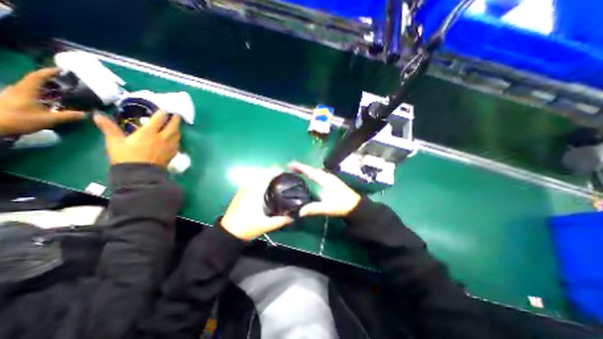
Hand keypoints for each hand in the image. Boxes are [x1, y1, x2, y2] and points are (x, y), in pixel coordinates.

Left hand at [0, 69, 83, 136]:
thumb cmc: (18, 120)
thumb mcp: (47, 119)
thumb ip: (68, 116)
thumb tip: (86, 114)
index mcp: (26, 90)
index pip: (38, 76)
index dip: (50, 72)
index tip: (63, 70)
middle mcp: (20, 90)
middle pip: (37, 82)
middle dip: (53, 82)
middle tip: (69, 84)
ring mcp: (16, 96)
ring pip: (35, 89)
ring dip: (50, 89)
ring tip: (66, 93)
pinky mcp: (16, 102)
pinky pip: (34, 95)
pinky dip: (46, 96)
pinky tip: (55, 102)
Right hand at [94, 110, 180, 165]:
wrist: (140, 174)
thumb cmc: (126, 157)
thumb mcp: (115, 142)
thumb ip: (109, 128)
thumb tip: (97, 115)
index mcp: (149, 133)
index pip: (160, 119)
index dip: (163, 113)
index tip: (165, 109)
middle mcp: (163, 137)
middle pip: (173, 125)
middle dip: (176, 119)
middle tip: (176, 115)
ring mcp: (170, 146)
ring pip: (177, 134)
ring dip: (177, 128)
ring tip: (175, 126)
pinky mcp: (173, 153)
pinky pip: (178, 143)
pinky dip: (177, 138)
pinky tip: (174, 138)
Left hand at [223, 172, 294, 240]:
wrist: (228, 232)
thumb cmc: (247, 227)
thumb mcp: (265, 225)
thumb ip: (279, 221)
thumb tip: (292, 218)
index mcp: (255, 194)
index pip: (265, 178)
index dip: (273, 172)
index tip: (281, 170)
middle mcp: (248, 189)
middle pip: (258, 174)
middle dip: (268, 170)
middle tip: (278, 171)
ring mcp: (242, 191)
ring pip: (253, 176)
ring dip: (262, 173)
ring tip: (271, 175)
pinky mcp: (239, 194)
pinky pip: (249, 180)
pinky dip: (256, 177)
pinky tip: (260, 183)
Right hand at [286, 161, 356, 216]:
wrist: (357, 206)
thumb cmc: (343, 206)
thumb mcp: (329, 208)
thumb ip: (315, 209)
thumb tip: (300, 212)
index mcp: (326, 180)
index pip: (310, 171)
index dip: (300, 167)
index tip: (290, 165)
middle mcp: (327, 176)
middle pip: (312, 169)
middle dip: (301, 167)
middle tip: (290, 167)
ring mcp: (330, 178)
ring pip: (315, 171)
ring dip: (306, 170)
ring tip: (297, 170)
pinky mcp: (331, 181)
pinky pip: (318, 174)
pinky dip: (311, 173)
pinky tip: (309, 176)